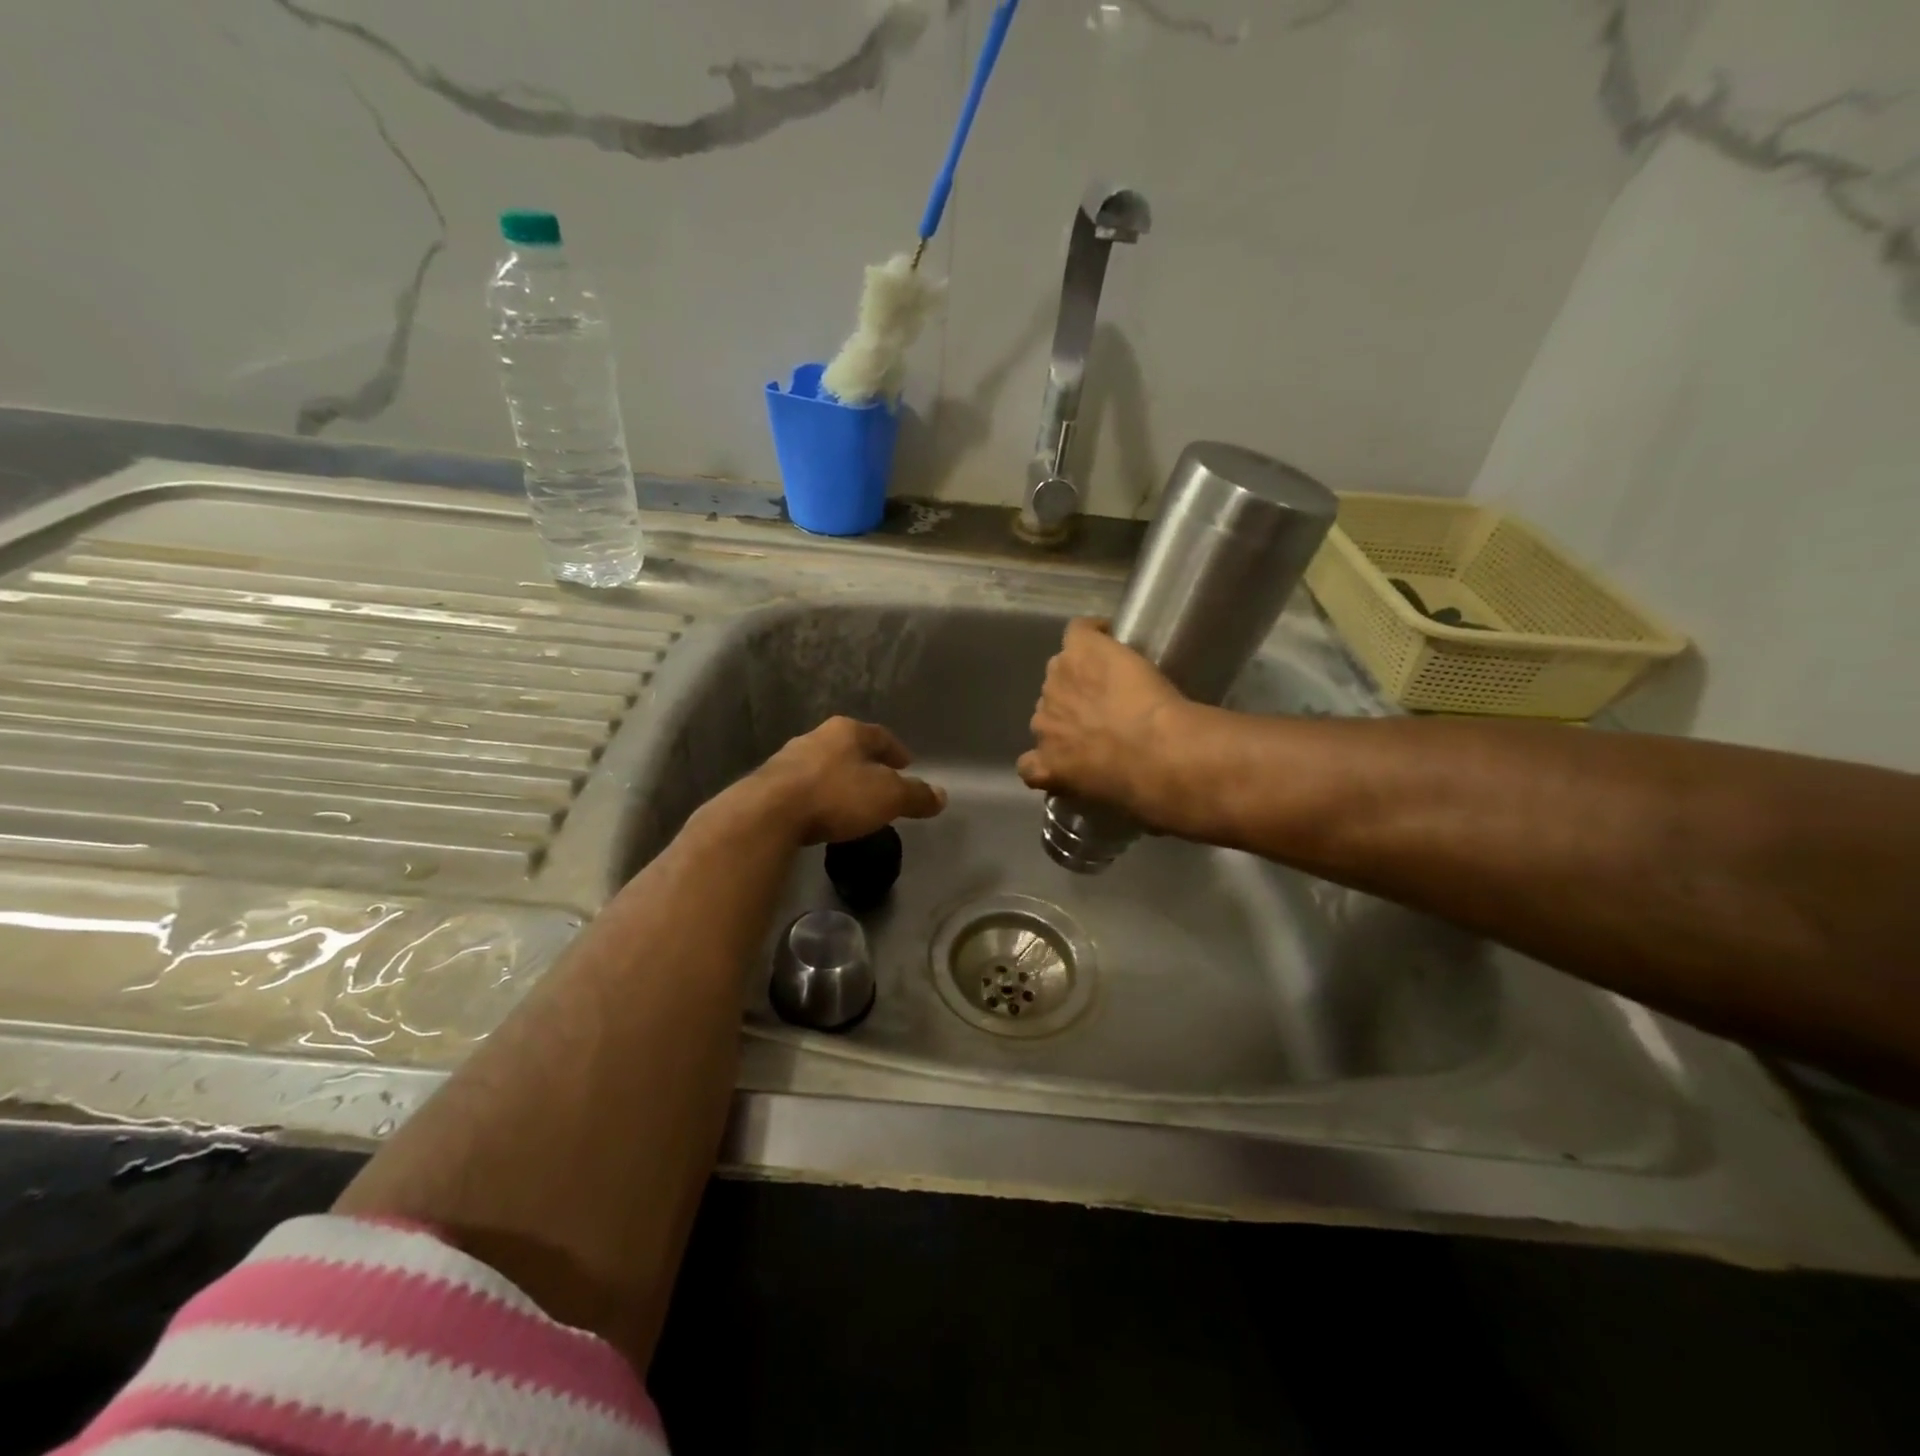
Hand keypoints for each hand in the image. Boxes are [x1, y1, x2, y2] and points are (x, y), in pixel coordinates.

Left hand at [750, 716, 946, 845]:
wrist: (769, 813)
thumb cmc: (837, 795)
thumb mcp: (888, 797)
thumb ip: (916, 795)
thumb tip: (942, 796)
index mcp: (847, 732)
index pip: (880, 735)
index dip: (896, 750)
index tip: (907, 764)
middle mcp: (816, 736)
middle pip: (849, 747)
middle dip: (866, 763)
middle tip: (880, 781)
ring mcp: (788, 758)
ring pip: (823, 764)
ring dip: (839, 778)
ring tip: (851, 799)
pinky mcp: (768, 784)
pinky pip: (802, 785)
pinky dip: (817, 795)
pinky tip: (821, 812)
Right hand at [1016, 618, 1190, 818]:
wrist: (1158, 755)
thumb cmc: (1142, 795)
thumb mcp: (1117, 810)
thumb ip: (1108, 797)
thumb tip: (1138, 812)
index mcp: (1047, 766)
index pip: (1031, 765)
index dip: (1052, 756)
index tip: (1075, 755)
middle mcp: (1044, 721)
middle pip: (1050, 710)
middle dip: (1072, 712)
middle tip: (1105, 713)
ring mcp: (1058, 682)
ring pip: (1062, 671)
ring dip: (1082, 675)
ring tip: (1111, 677)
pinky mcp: (1082, 650)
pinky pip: (1077, 632)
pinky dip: (1092, 631)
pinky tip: (1109, 633)